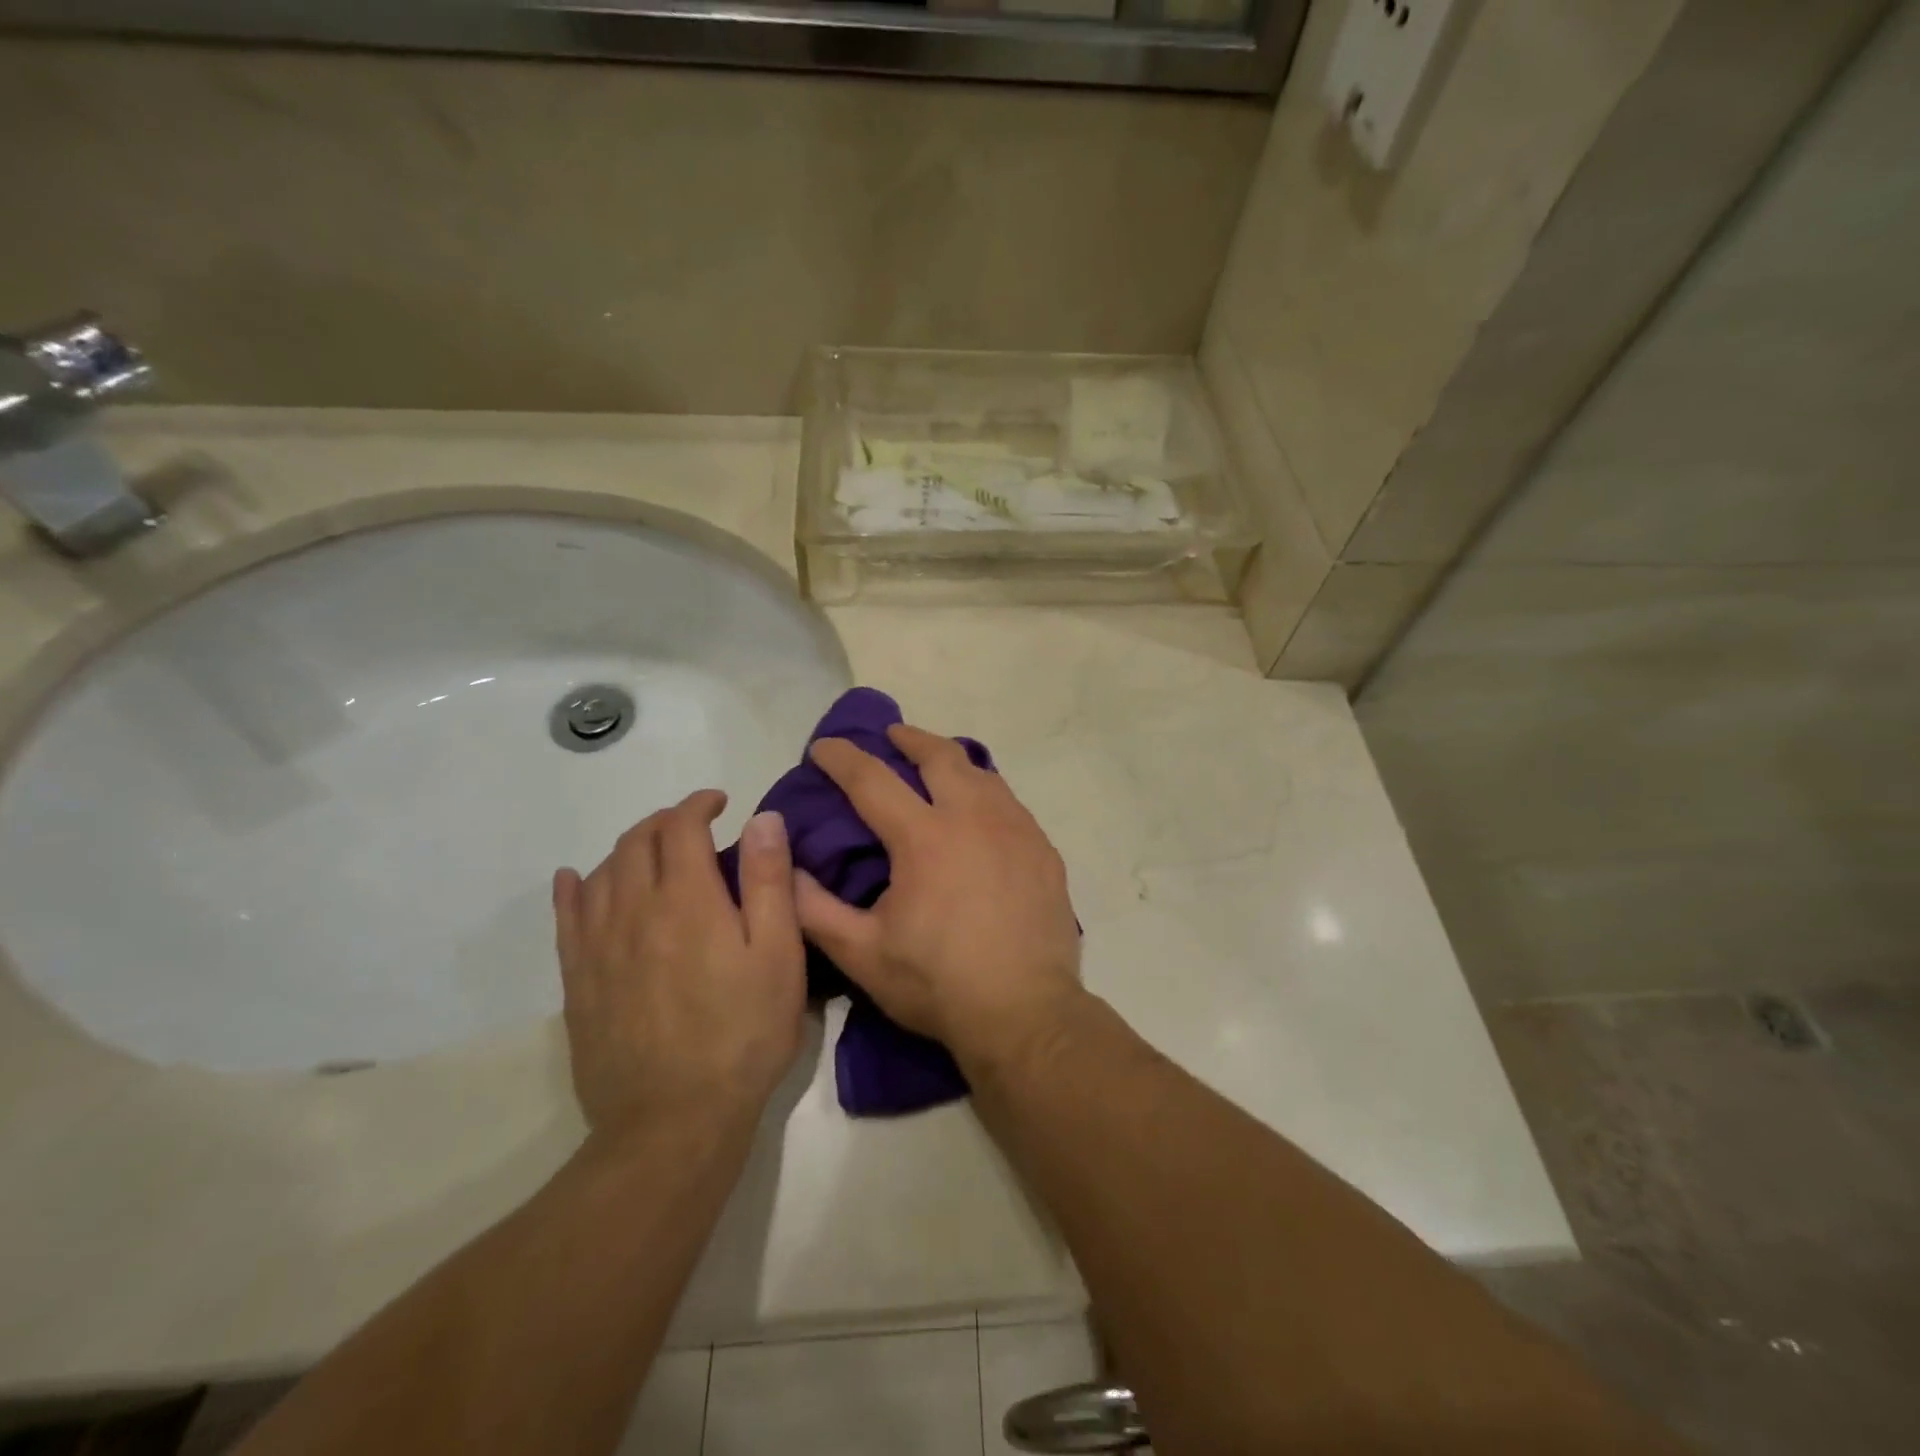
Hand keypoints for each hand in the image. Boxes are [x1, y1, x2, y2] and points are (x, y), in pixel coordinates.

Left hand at [552, 791, 804, 1141]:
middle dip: (665, 821)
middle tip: (693, 827)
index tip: (720, 803)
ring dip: (627, 849)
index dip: (699, 804)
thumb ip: (769, 881)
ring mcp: (598, 946)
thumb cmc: (743, 1033)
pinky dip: (572, 888)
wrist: (674, 1121)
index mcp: (687, 898)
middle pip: (636, 842)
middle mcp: (633, 909)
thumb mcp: (779, 954)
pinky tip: (575, 880)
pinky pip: (566, 919)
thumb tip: (761, 819)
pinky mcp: (577, 982)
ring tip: (652, 853)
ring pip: (601, 872)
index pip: (681, 827)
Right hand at [795, 724, 1083, 1068]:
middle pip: (939, 756)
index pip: (871, 780)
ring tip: (937, 765)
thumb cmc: (938, 984)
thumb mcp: (862, 954)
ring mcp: (1016, 830)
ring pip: (982, 773)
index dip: (842, 758)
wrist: (1026, 1013)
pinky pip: (1011, 803)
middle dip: (909, 738)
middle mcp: (973, 817)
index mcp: (924, 837)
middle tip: (891, 735)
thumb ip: (814, 910)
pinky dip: (986, 793)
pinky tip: (982, 812)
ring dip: (952, 761)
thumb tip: (785, 869)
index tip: (823, 746)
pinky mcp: (1044, 850)